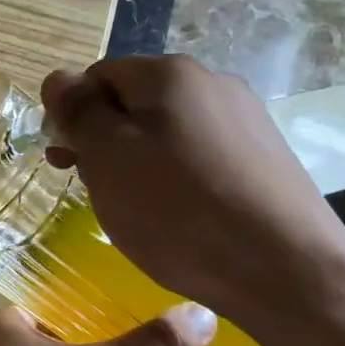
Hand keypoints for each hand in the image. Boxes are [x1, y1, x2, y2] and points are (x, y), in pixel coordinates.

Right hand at [41, 57, 344, 342]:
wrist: (286, 271)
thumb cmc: (177, 209)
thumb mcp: (107, 157)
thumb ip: (78, 111)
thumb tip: (58, 77)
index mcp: (169, 74)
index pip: (97, 78)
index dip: (73, 117)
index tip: (66, 163)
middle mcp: (212, 82)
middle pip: (133, 103)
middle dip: (104, 141)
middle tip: (96, 189)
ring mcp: (246, 119)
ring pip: (166, 131)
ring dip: (137, 161)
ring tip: (136, 208)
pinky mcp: (266, 157)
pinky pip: (200, 155)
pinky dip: (176, 178)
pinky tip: (179, 215)